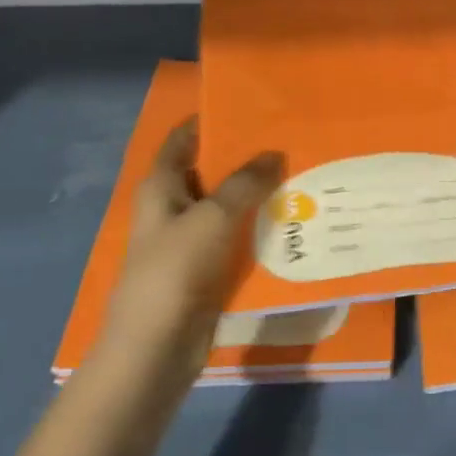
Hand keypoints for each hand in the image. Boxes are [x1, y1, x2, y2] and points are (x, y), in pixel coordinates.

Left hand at [100, 118, 280, 387]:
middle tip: (288, 142)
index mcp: (160, 187)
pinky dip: (256, 229)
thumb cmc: (175, 270)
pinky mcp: (204, 269)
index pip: (183, 139)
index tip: (251, 108)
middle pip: (209, 172)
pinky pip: (234, 239)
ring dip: (255, 196)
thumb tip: (274, 154)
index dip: (210, 121)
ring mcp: (188, 240)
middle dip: (244, 158)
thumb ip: (245, 182)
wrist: (156, 347)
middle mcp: (172, 208)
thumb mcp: (213, 217)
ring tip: (299, 176)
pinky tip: (291, 222)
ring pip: (226, 207)